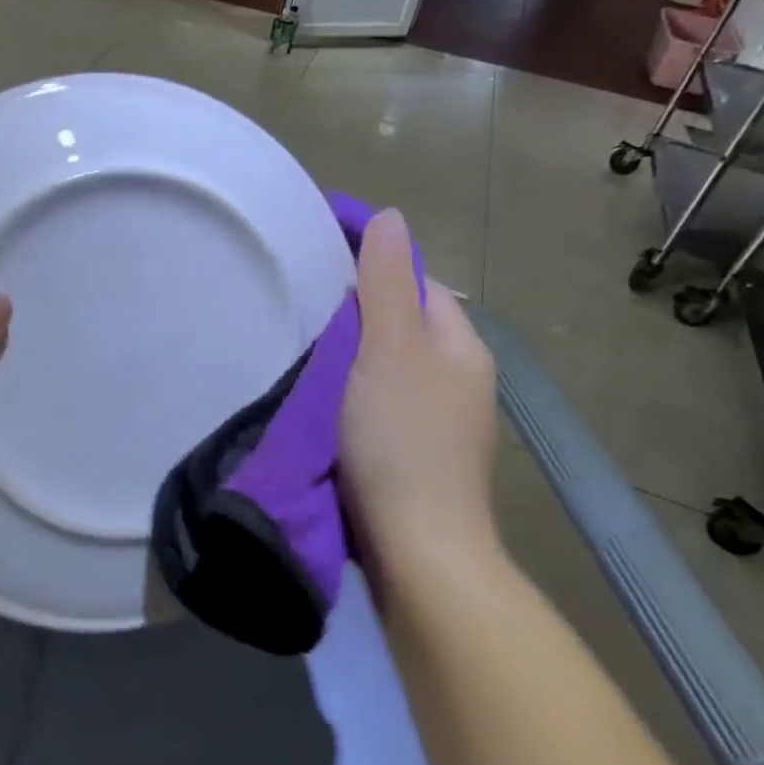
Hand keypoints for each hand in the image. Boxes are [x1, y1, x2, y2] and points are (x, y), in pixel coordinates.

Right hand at [340, 210, 500, 596]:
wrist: (418, 548)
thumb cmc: (401, 437)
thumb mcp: (390, 347)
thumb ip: (387, 282)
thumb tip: (391, 217)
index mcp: (460, 344)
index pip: (416, 282)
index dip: (373, 268)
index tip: (320, 267)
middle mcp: (459, 377)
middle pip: (403, 324)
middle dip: (358, 314)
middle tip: (303, 313)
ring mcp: (442, 420)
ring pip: (390, 365)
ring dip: (354, 356)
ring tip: (305, 353)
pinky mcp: (418, 454)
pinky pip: (383, 402)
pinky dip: (355, 393)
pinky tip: (325, 403)